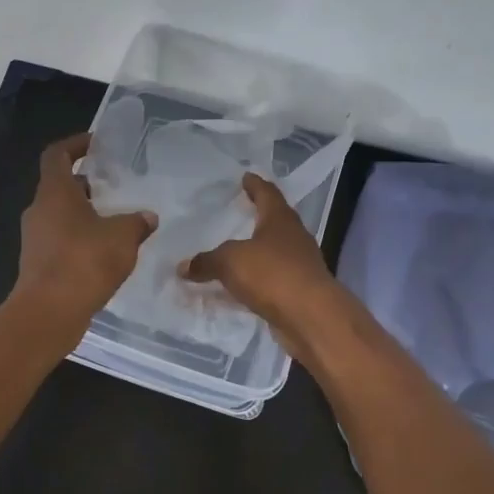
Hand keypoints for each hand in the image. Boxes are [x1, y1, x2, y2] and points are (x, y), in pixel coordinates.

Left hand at [12, 133, 156, 341]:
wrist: (49, 312)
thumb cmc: (84, 262)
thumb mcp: (122, 237)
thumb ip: (137, 222)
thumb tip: (148, 217)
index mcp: (54, 193)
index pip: (57, 155)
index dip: (75, 144)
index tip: (96, 144)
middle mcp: (39, 211)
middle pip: (59, 187)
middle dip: (86, 185)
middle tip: (114, 188)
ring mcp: (35, 239)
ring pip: (61, 216)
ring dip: (85, 215)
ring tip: (116, 223)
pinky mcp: (39, 265)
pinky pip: (61, 242)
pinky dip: (80, 241)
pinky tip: (106, 254)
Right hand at [180, 173, 344, 355]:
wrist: (311, 317)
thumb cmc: (272, 275)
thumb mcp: (230, 262)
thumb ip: (206, 262)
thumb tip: (182, 267)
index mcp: (280, 220)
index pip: (267, 193)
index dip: (255, 185)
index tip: (246, 176)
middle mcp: (294, 237)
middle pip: (275, 220)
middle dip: (259, 216)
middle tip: (239, 211)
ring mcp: (300, 264)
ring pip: (275, 251)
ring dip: (257, 250)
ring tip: (236, 249)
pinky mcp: (299, 290)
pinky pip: (272, 278)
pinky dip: (257, 279)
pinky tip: (242, 285)